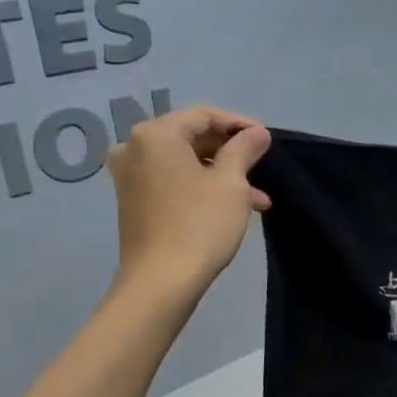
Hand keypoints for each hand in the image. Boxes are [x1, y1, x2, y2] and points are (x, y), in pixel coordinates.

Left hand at [106, 105, 271, 295]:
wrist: (161, 281)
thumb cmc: (199, 224)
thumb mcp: (231, 183)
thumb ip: (244, 150)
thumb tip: (257, 133)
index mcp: (156, 135)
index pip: (204, 115)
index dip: (239, 124)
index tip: (266, 140)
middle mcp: (134, 148)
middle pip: (191, 137)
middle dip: (230, 152)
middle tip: (261, 167)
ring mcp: (130, 176)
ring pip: (184, 163)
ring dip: (221, 174)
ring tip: (257, 198)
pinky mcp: (133, 201)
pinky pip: (172, 181)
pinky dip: (201, 188)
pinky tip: (232, 208)